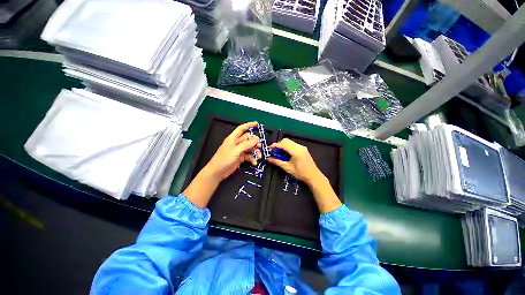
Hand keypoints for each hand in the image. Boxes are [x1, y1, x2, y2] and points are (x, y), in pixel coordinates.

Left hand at [202, 122, 260, 181]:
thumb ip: (246, 144)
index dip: (249, 125)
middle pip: (248, 139)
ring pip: (250, 148)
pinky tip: (254, 162)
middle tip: (260, 146)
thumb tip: (256, 139)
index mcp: (233, 138)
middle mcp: (237, 143)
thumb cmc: (224, 158)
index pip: (241, 128)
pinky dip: (252, 158)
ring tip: (259, 156)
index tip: (257, 124)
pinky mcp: (241, 158)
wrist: (218, 171)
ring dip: (255, 151)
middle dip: (255, 142)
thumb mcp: (236, 150)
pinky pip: (249, 156)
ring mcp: (239, 151)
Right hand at [268, 138, 340, 212]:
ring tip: (279, 153)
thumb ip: (277, 162)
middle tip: (274, 151)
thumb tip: (268, 159)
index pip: (283, 144)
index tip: (269, 149)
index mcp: (296, 152)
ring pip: (289, 141)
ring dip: (283, 145)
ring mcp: (302, 147)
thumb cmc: (301, 174)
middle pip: (286, 140)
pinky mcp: (303, 148)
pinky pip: (293, 144)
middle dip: (278, 144)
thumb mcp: (288, 168)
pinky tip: (286, 153)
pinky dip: (287, 146)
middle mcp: (299, 147)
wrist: (313, 176)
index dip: (275, 145)